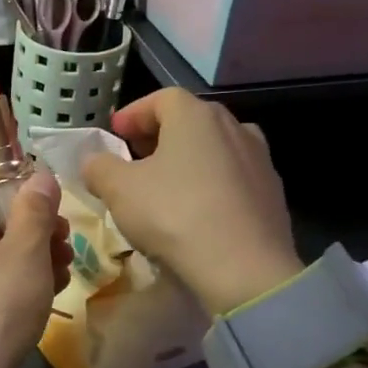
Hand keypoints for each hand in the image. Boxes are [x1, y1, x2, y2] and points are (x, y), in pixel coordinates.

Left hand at [0, 168, 71, 367]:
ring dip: (28, 252)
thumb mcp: (26, 252)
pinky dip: (12, 279)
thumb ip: (35, 209)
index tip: (40, 198)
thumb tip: (38, 176)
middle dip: (28, 221)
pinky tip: (44, 296)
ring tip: (64, 269)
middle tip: (63, 238)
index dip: (4, 178)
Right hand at [81, 88, 301, 315]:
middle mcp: (233, 127)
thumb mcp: (119, 190)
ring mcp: (259, 160)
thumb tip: (94, 162)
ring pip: (214, 149)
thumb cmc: (174, 215)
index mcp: (195, 116)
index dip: (134, 114)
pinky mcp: (273, 193)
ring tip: (167, 185)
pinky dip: (211, 185)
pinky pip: (233, 178)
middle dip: (159, 136)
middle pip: (190, 121)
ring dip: (188, 160)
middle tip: (136, 157)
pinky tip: (197, 212)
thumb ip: (100, 168)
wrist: (246, 268)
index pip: (160, 99)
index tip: (115, 133)